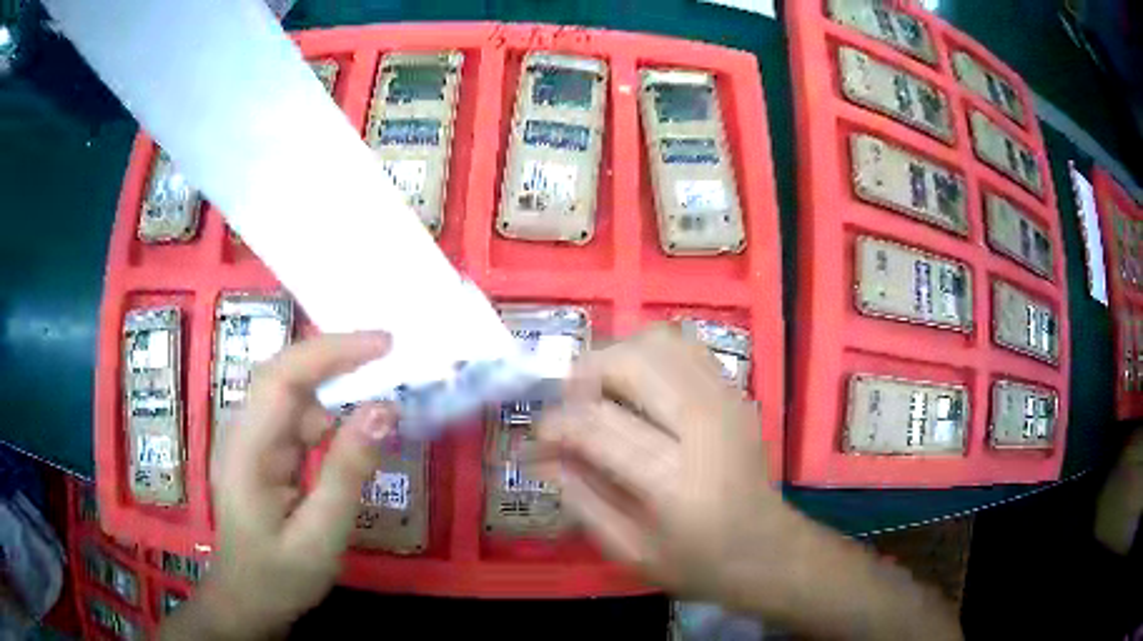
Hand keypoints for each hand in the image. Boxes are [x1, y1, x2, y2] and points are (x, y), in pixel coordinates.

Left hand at [165, 332, 394, 638]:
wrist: (249, 600)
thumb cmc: (280, 576)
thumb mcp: (320, 536)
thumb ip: (347, 474)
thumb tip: (383, 411)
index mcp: (246, 451)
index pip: (282, 379)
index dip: (330, 352)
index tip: (384, 345)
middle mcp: (243, 433)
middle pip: (283, 374)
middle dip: (336, 359)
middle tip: (391, 357)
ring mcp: (251, 440)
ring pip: (292, 393)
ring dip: (336, 388)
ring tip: (382, 394)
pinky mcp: (263, 451)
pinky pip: (296, 418)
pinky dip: (330, 415)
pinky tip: (354, 432)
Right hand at [534, 324, 792, 608]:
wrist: (766, 549)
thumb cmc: (697, 561)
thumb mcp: (629, 550)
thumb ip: (581, 499)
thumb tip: (544, 455)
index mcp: (674, 478)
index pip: (596, 425)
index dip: (555, 425)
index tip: (538, 440)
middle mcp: (703, 425)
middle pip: (630, 363)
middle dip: (582, 376)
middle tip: (569, 409)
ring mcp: (725, 399)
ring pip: (658, 341)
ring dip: (616, 358)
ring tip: (602, 394)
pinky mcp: (735, 391)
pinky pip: (684, 346)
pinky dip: (649, 354)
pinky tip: (639, 388)